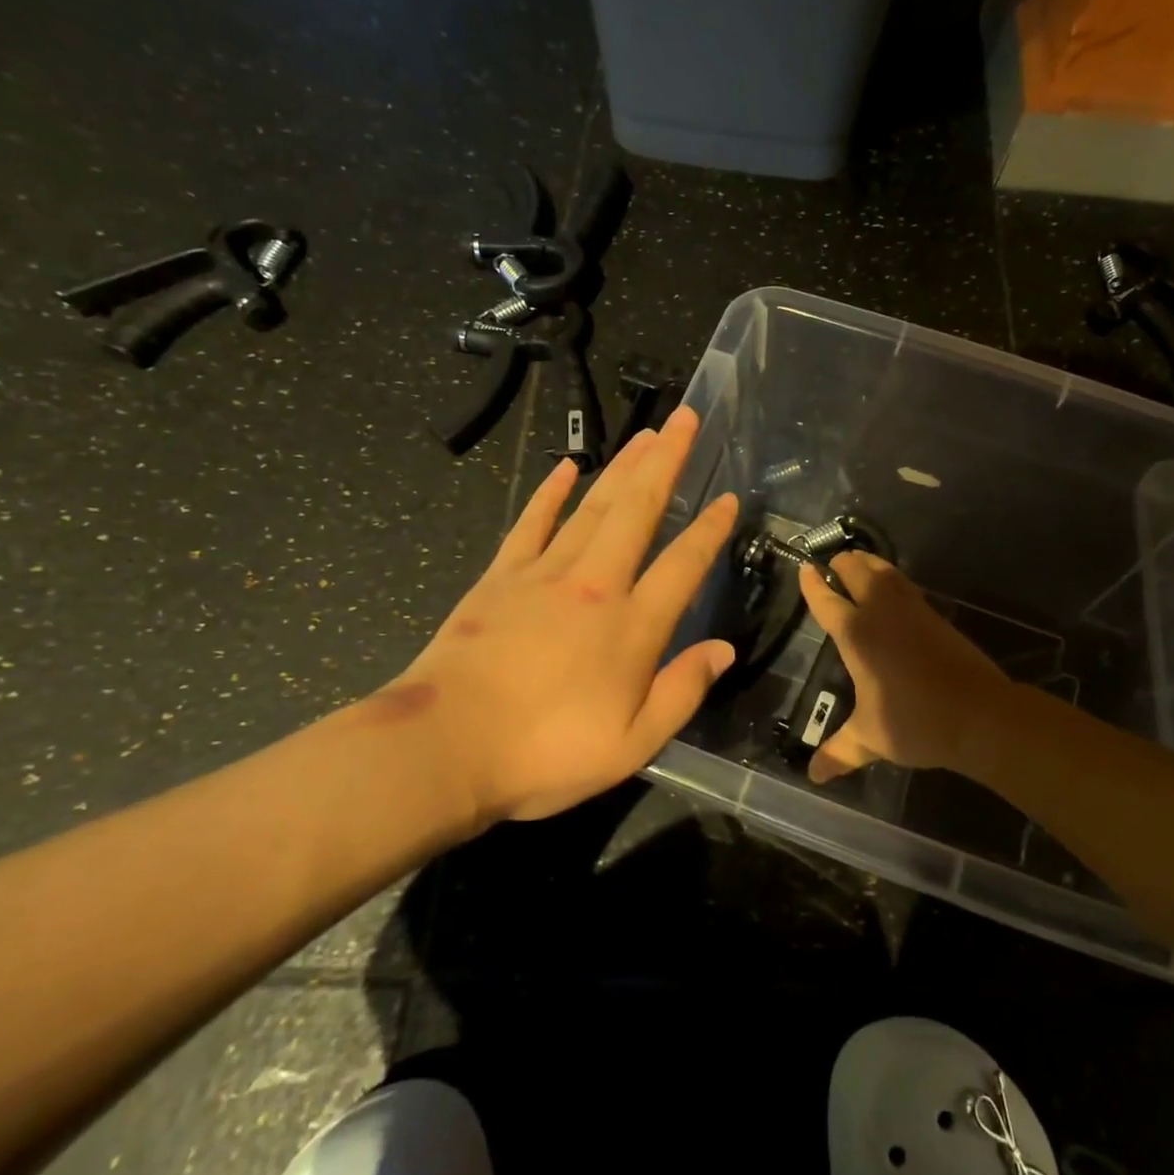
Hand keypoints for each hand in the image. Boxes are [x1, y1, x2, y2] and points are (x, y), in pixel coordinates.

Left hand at [392, 406, 738, 821]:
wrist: (445, 748)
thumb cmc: (546, 754)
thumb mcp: (633, 744)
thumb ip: (683, 692)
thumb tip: (724, 650)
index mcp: (632, 626)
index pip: (684, 565)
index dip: (709, 530)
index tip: (728, 498)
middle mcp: (595, 585)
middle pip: (639, 510)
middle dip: (667, 462)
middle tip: (687, 420)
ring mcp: (544, 574)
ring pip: (594, 505)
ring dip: (624, 466)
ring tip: (647, 434)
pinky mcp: (500, 577)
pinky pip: (532, 522)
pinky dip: (550, 491)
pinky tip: (568, 466)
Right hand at [796, 552, 1015, 783]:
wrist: (980, 715)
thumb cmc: (916, 723)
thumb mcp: (870, 739)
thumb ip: (839, 752)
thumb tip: (813, 776)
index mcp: (857, 635)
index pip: (827, 602)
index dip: (813, 585)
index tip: (803, 568)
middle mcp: (882, 614)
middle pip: (857, 572)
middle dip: (842, 565)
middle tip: (831, 566)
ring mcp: (913, 610)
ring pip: (885, 572)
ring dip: (868, 564)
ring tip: (859, 564)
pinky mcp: (936, 616)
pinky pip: (906, 585)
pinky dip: (892, 579)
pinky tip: (893, 591)